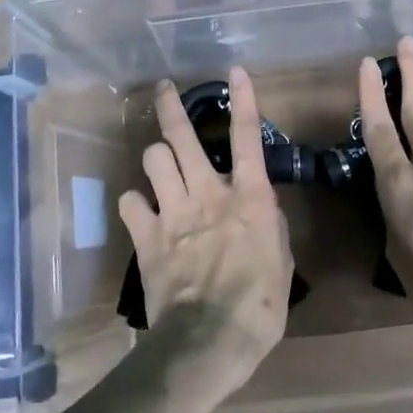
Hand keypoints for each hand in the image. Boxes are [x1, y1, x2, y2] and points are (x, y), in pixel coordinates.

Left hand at [119, 68, 294, 395]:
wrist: (209, 340)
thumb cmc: (260, 306)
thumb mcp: (282, 261)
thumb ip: (269, 225)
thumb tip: (261, 207)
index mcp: (249, 198)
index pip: (247, 137)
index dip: (243, 100)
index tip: (234, 71)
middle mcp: (208, 194)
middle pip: (184, 138)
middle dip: (172, 108)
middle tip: (164, 89)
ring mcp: (173, 213)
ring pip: (154, 160)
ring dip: (157, 157)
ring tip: (160, 163)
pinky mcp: (147, 238)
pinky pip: (130, 203)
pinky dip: (134, 203)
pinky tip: (140, 210)